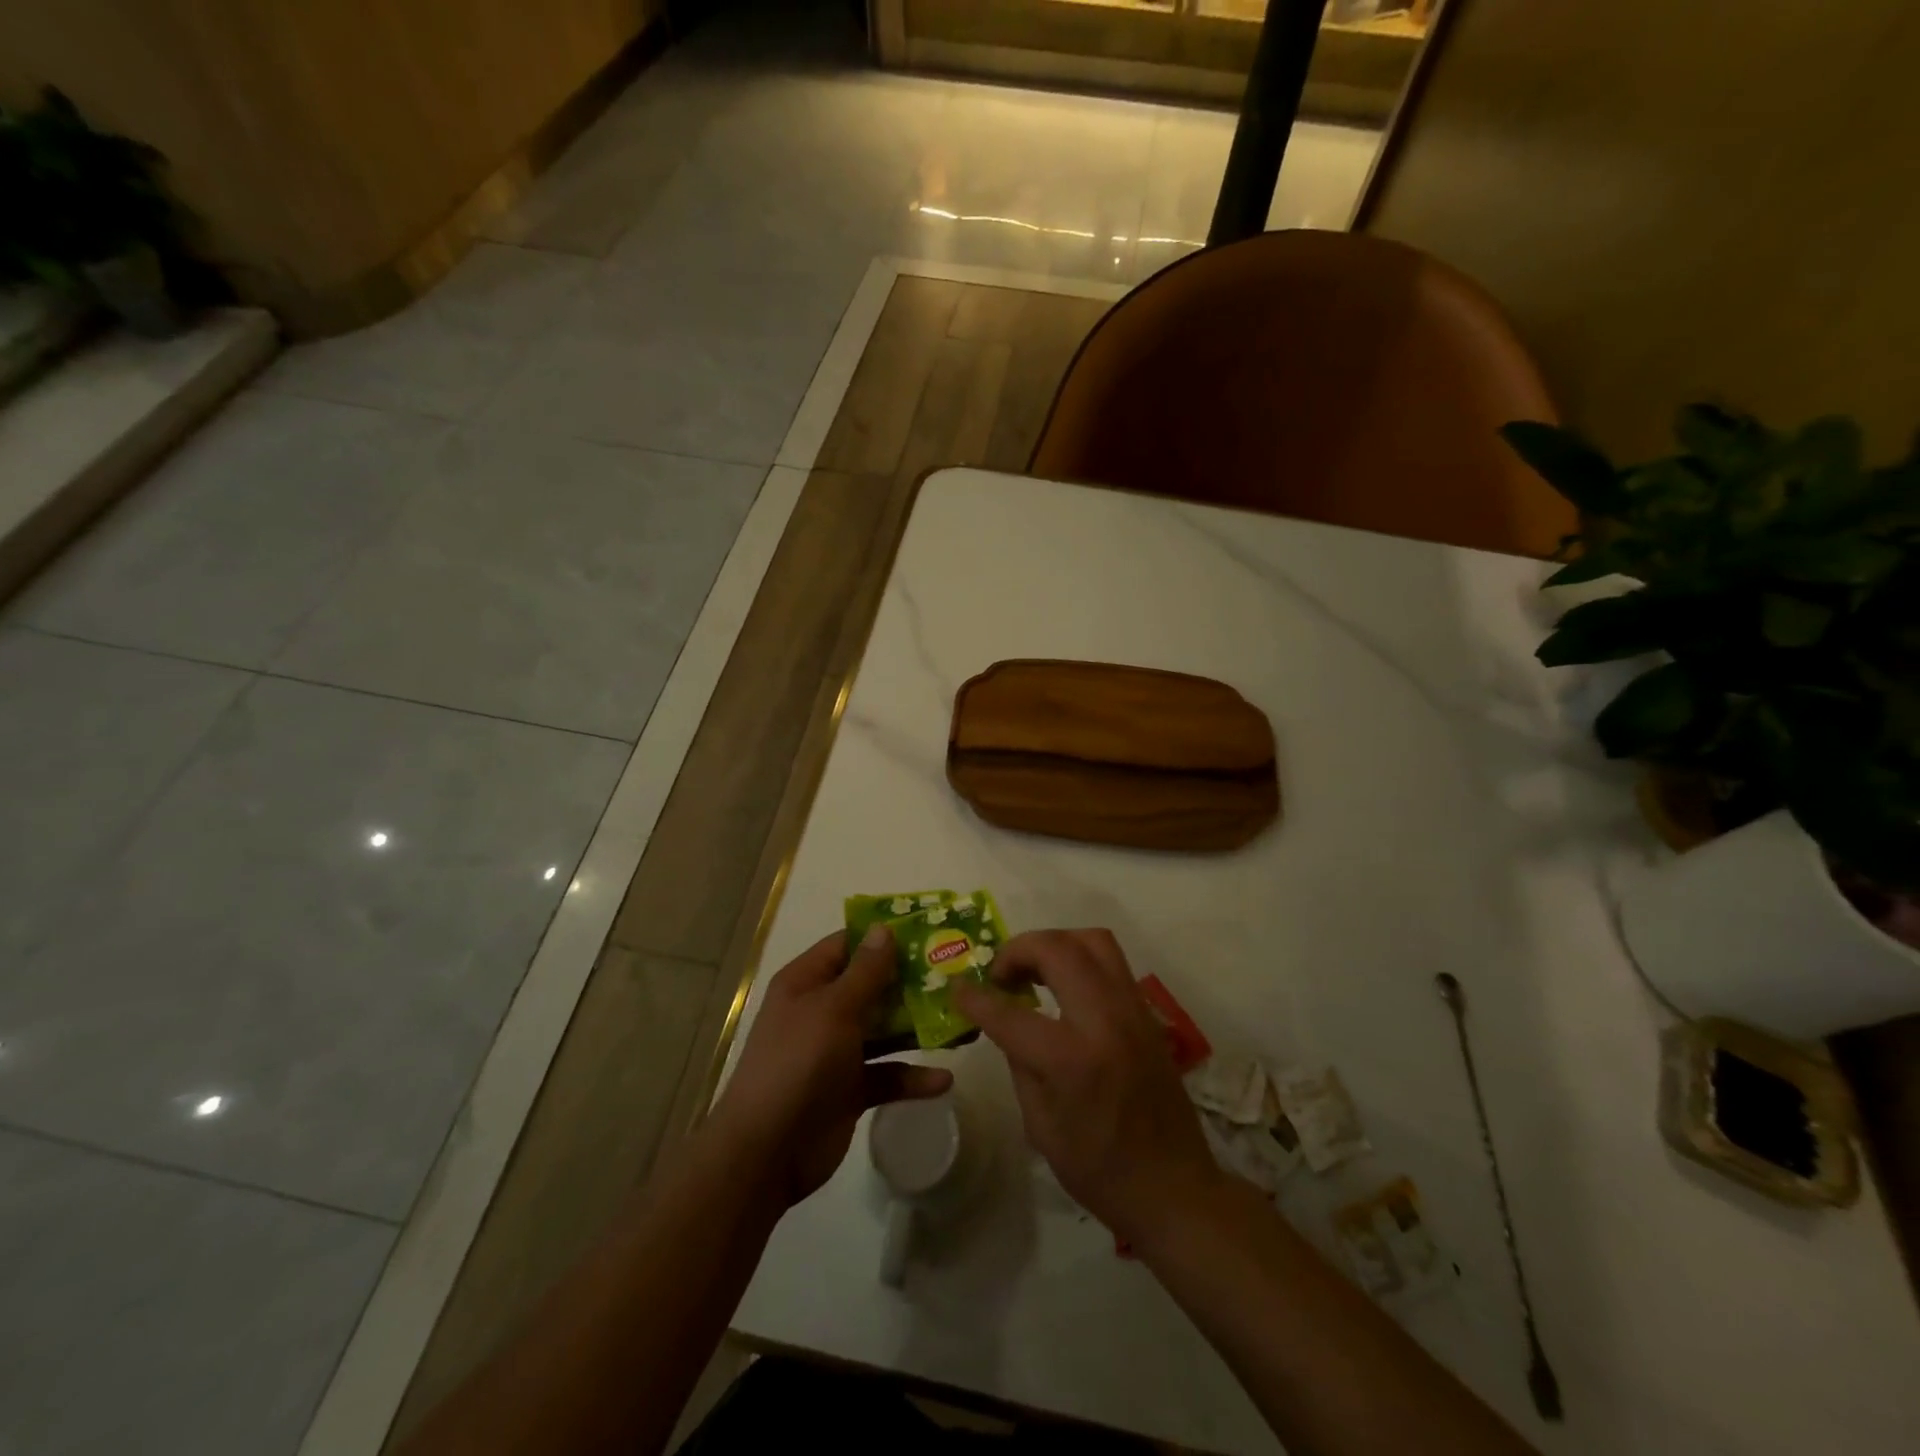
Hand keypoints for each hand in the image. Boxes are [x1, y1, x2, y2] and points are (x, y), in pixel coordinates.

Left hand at [713, 925, 951, 1205]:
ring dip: (919, 1027)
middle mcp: (822, 1011)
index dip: (884, 936)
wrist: (767, 1152)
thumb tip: (884, 929)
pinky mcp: (851, 1089)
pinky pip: (887, 1074)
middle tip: (958, 973)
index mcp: (808, 982)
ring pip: (885, 1030)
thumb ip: (865, 972)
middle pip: (872, 986)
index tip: (928, 929)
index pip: (848, 945)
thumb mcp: (834, 1009)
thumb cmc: (798, 1063)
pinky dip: (913, 1076)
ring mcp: (837, 1051)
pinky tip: (945, 1079)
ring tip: (964, 1022)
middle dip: (912, 982)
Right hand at [954, 929, 1221, 1246]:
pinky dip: (1079, 958)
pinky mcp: (1147, 1012)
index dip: (975, 998)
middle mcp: (1105, 1020)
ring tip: (1033, 970)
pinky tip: (1063, 986)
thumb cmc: (1099, 1168)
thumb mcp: (1040, 1125)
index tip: (957, 988)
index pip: (1010, 1012)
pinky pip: (1111, 962)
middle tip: (1000, 975)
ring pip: (1092, 940)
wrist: (1174, 1187)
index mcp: (1071, 1059)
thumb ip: (1020, 1062)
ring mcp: (1132, 1010)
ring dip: (1054, 944)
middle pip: (1057, 949)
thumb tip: (1007, 1021)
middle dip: (1018, 950)